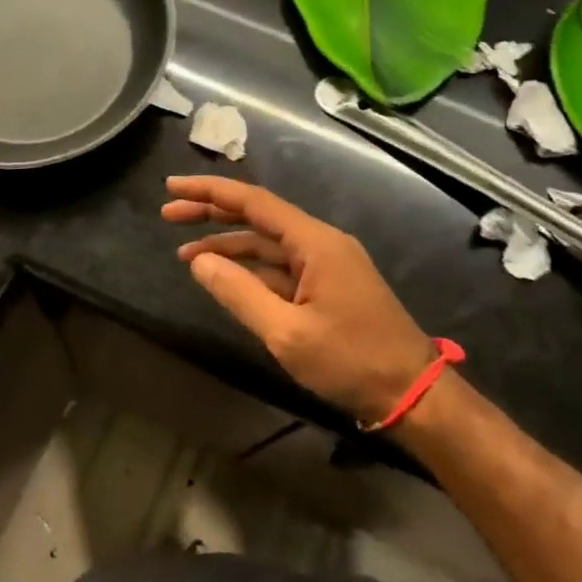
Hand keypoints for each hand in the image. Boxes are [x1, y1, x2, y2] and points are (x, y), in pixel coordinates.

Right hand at [163, 175, 434, 424]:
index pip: (254, 202)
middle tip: (168, 213)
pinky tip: (224, 277)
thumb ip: (239, 293)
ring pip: (267, 244)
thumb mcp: (287, 333)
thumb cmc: (352, 361)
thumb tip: (198, 261)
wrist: (412, 394)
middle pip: (258, 217)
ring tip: (184, 253)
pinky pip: (280, 268)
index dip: (210, 192)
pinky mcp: (327, 287)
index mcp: (315, 242)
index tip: (172, 187)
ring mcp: (326, 265)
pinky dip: (249, 269)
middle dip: (212, 213)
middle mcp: (320, 243)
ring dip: (227, 246)